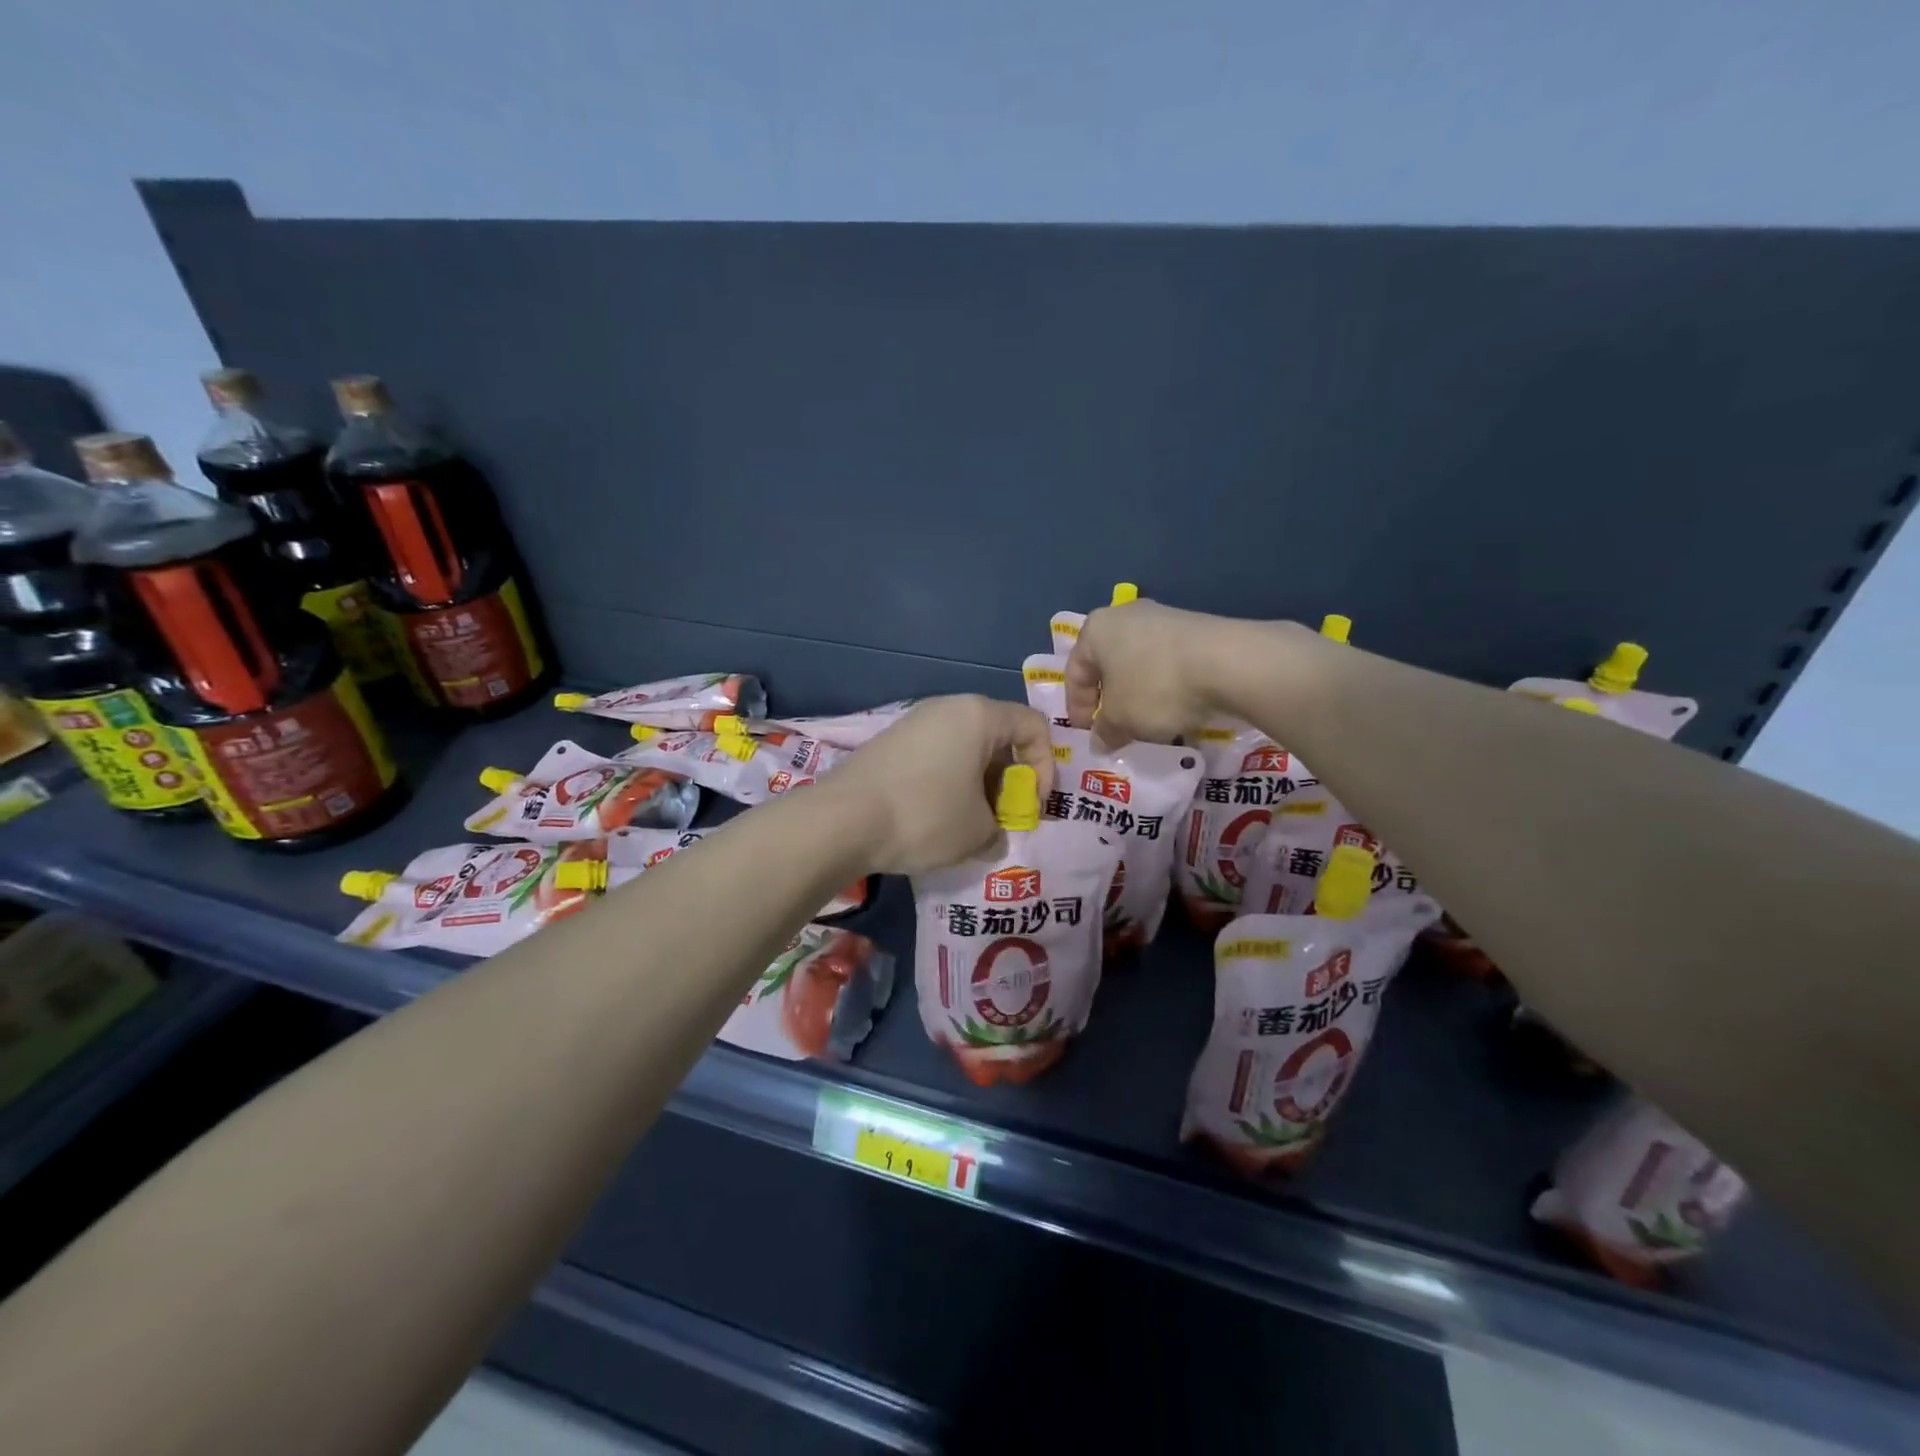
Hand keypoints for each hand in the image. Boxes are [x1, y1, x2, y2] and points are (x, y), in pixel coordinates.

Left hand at [818, 696, 1055, 875]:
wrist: (841, 820)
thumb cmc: (924, 816)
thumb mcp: (977, 833)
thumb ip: (999, 831)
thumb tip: (992, 836)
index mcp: (979, 715)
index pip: (1034, 726)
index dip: (1045, 768)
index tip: (1031, 806)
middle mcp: (947, 708)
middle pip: (998, 737)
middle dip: (1008, 780)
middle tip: (1000, 819)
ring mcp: (914, 723)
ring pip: (964, 749)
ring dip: (977, 785)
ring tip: (968, 825)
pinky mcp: (889, 743)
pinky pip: (935, 757)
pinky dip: (947, 784)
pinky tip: (934, 819)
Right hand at [1065, 599, 1245, 746]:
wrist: (1227, 662)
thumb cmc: (1155, 687)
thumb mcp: (1121, 719)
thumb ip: (1105, 731)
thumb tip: (1100, 740)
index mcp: (1096, 630)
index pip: (1074, 674)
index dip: (1078, 709)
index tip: (1089, 736)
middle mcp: (1124, 615)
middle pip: (1107, 665)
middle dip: (1110, 700)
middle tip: (1116, 729)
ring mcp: (1162, 617)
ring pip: (1139, 664)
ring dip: (1139, 694)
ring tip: (1150, 723)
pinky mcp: (1194, 627)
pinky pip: (1168, 662)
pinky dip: (1166, 686)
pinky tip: (1178, 708)